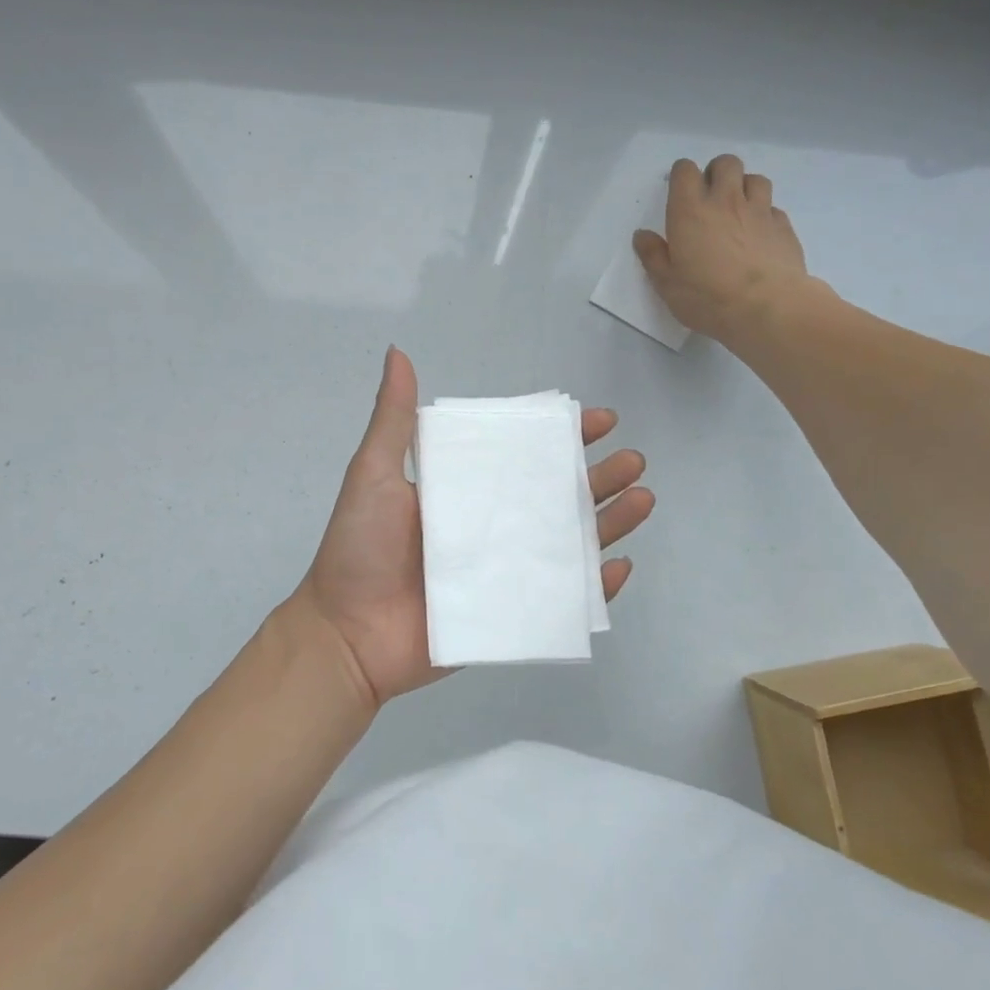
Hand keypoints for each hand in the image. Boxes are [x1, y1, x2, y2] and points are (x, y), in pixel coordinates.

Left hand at [292, 347, 654, 708]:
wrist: (346, 636)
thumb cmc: (360, 549)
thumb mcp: (373, 472)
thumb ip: (394, 418)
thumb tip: (398, 353)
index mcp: (465, 490)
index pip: (523, 455)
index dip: (561, 436)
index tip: (598, 419)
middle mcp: (491, 526)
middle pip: (557, 496)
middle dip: (599, 476)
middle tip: (633, 461)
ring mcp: (504, 572)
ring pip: (570, 542)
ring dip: (610, 522)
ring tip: (643, 500)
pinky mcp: (510, 615)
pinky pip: (563, 600)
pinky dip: (594, 587)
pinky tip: (620, 565)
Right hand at [633, 155, 814, 341]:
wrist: (767, 308)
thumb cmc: (707, 297)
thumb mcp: (667, 283)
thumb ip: (653, 255)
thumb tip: (642, 235)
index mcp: (690, 211)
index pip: (685, 171)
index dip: (681, 175)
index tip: (679, 192)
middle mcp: (725, 201)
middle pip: (725, 163)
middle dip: (716, 172)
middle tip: (710, 196)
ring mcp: (759, 211)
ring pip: (755, 178)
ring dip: (744, 187)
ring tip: (738, 209)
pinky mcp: (783, 226)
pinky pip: (773, 207)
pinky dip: (765, 214)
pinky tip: (760, 233)